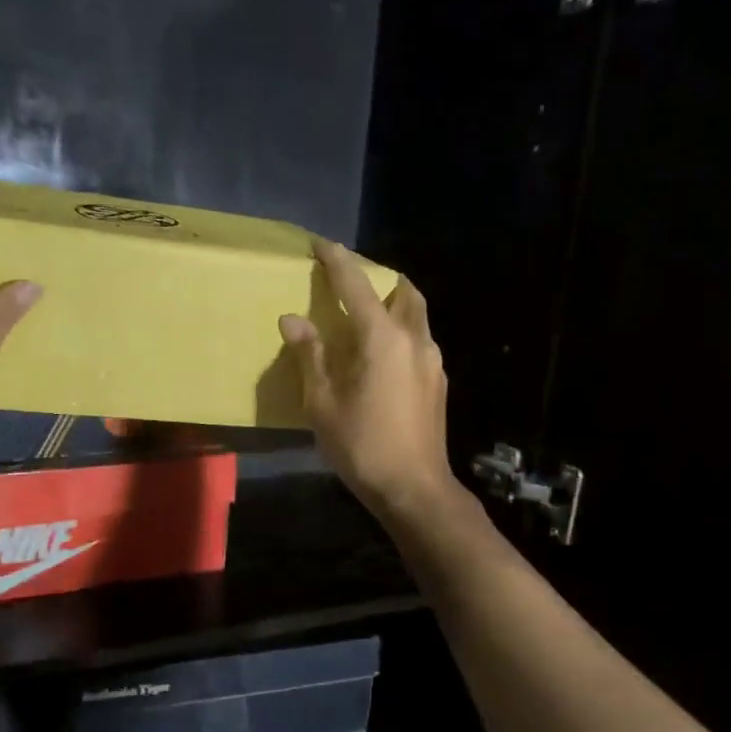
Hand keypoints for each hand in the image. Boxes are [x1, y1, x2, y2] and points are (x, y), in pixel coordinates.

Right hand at [279, 242, 460, 523]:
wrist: (414, 488)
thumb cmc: (362, 445)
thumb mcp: (322, 403)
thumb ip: (310, 355)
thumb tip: (292, 319)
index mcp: (383, 338)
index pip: (357, 284)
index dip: (337, 260)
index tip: (319, 243)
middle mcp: (414, 339)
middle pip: (403, 290)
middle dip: (377, 278)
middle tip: (350, 284)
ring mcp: (432, 360)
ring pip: (415, 315)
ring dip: (392, 305)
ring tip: (364, 319)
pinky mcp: (438, 381)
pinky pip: (418, 340)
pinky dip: (399, 331)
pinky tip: (380, 357)